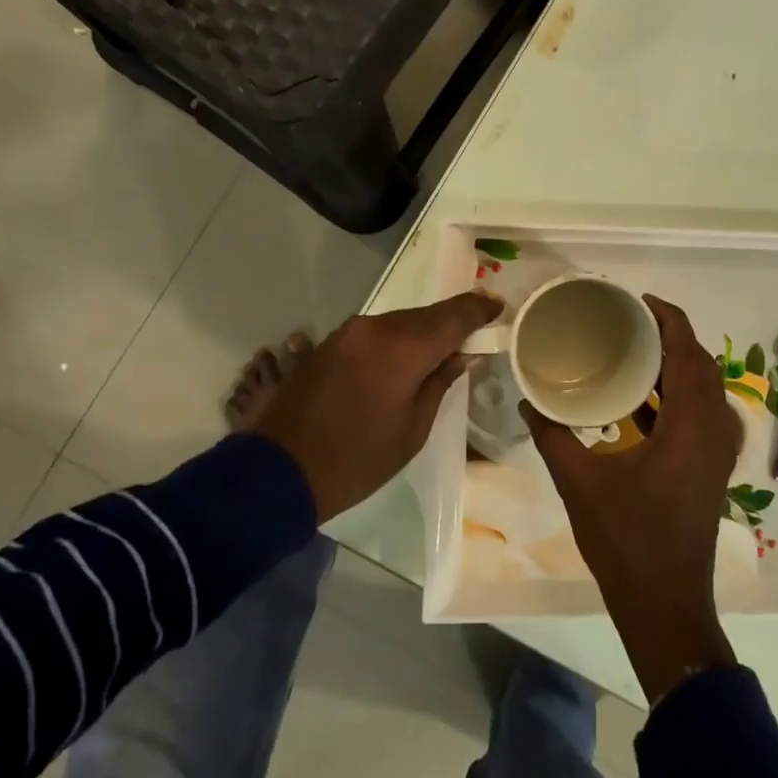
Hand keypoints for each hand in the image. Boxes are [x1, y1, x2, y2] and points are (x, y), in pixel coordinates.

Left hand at [254, 292, 501, 521]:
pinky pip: (375, 333)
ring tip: (442, 349)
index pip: (453, 316)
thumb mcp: (413, 430)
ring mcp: (348, 332)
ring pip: (399, 322)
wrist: (279, 470)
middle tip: (475, 331)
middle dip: (452, 322)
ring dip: (421, 332)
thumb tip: (465, 354)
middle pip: (425, 316)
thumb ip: (440, 382)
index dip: (479, 309)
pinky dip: (395, 340)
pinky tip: (403, 359)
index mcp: (402, 348)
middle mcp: (375, 327)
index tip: (499, 306)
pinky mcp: (329, 342)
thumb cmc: (357, 460)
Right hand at [521, 295, 741, 701]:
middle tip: (630, 321)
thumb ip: (552, 434)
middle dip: (671, 336)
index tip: (639, 301)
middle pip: (702, 365)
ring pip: (705, 389)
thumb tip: (528, 398)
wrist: (664, 603)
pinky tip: (642, 398)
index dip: (670, 319)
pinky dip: (678, 394)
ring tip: (634, 349)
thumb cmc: (625, 539)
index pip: (689, 353)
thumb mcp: (579, 481)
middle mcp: (713, 431)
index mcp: (690, 426)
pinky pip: (702, 412)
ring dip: (676, 365)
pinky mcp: (711, 468)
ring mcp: (717, 452)